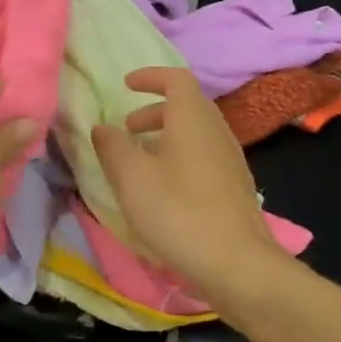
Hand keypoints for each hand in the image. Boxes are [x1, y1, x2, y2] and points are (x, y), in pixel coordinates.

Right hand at [92, 67, 289, 305]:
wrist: (237, 264)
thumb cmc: (178, 211)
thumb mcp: (131, 177)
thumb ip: (112, 147)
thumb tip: (103, 128)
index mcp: (193, 118)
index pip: (176, 79)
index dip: (150, 77)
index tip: (126, 85)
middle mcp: (217, 131)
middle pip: (187, 106)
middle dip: (154, 111)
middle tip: (127, 129)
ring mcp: (230, 160)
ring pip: (196, 133)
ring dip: (166, 136)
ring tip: (140, 160)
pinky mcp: (235, 188)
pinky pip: (203, 156)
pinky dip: (179, 157)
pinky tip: (163, 188)